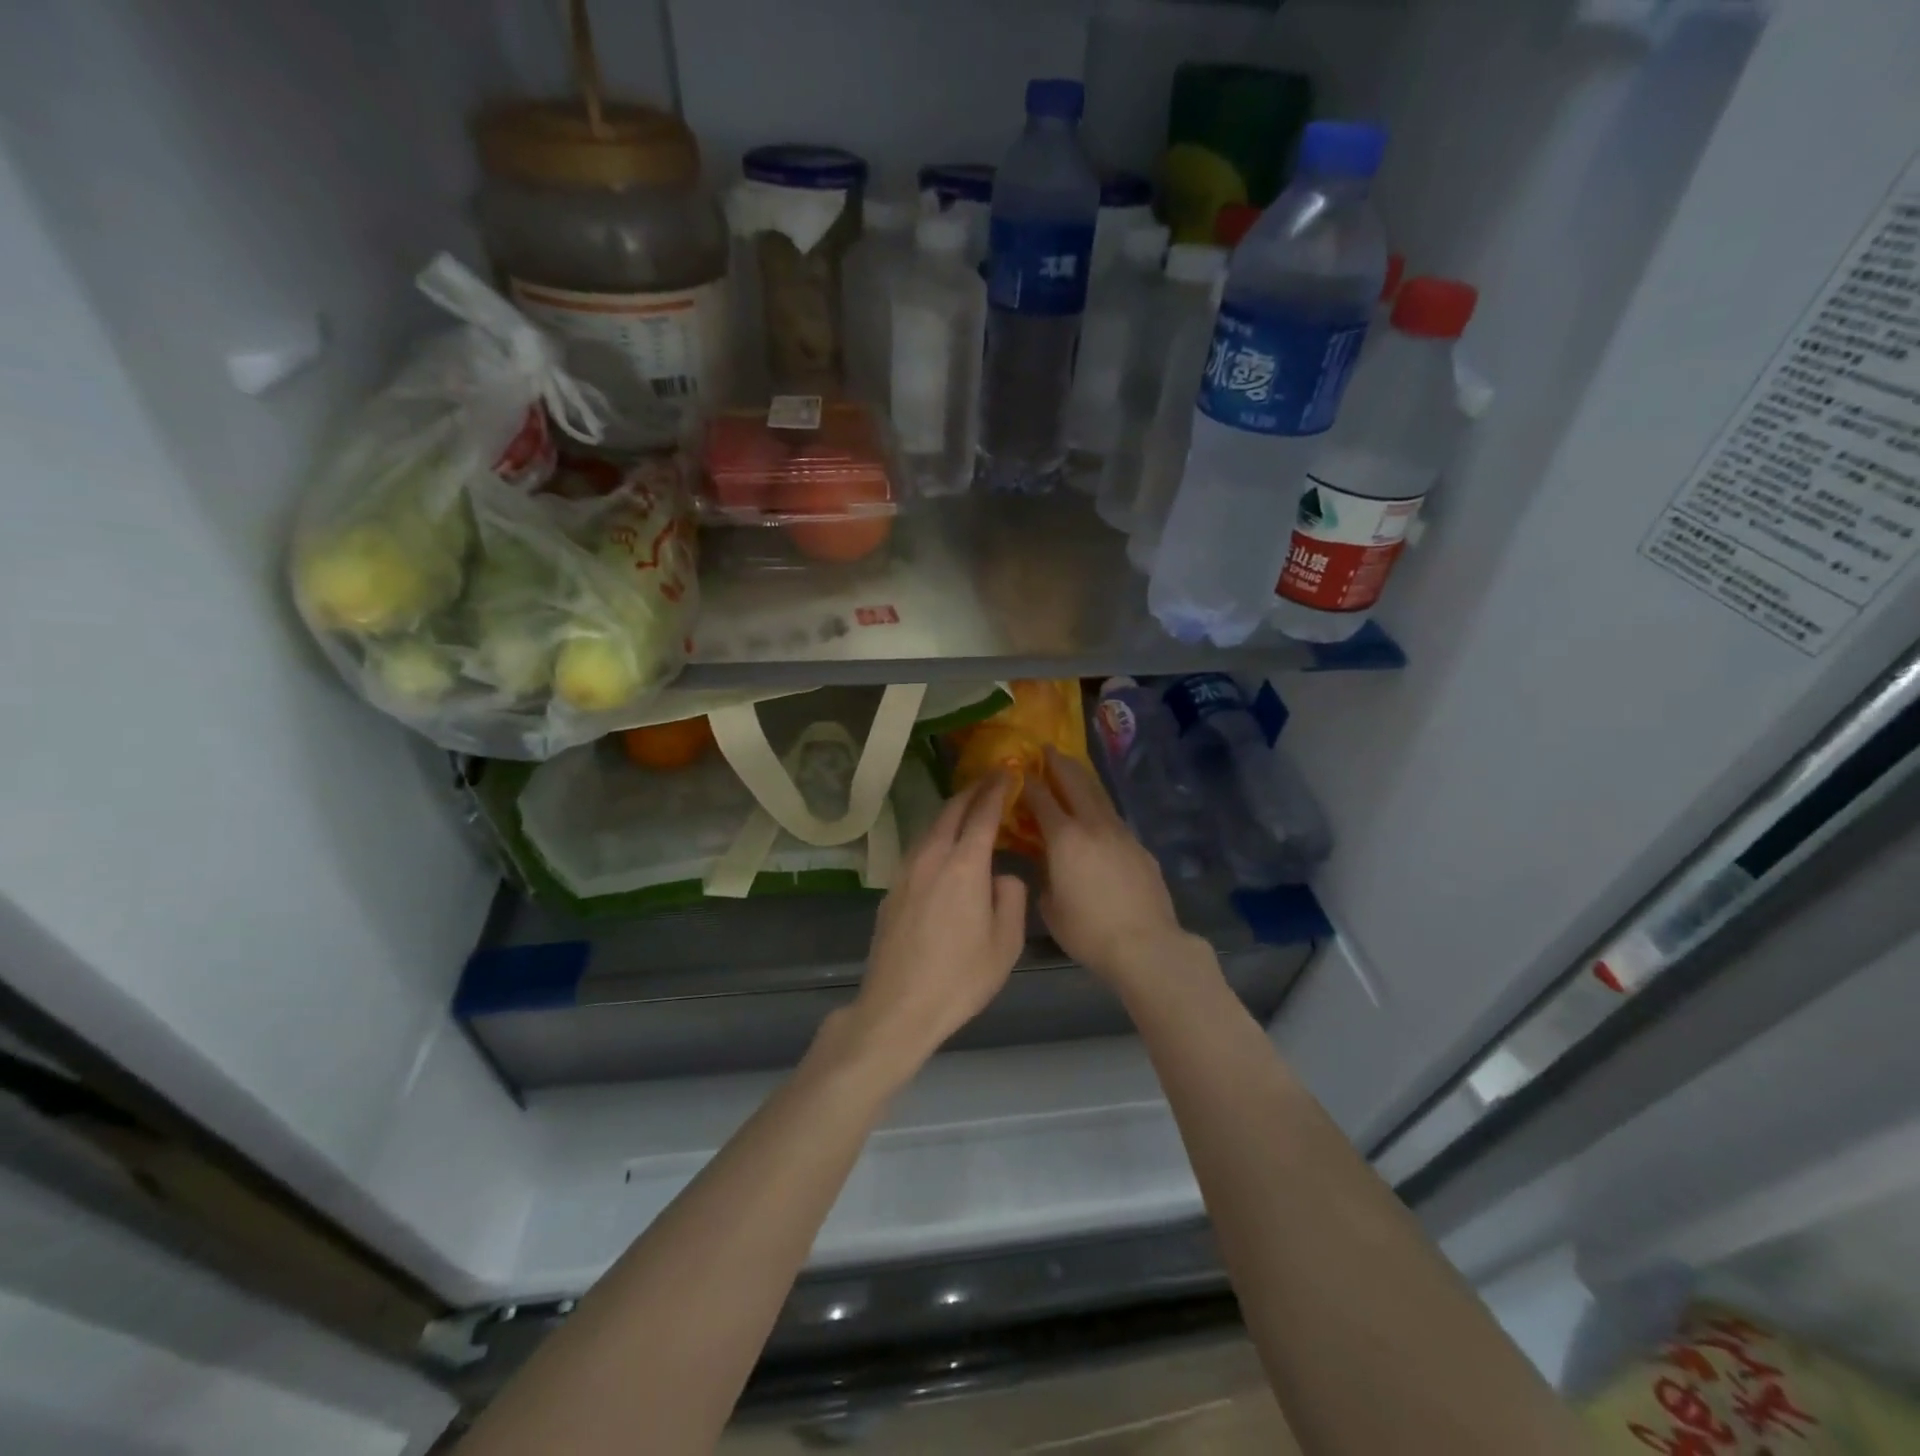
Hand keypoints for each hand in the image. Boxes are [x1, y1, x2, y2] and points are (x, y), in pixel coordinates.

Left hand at [843, 774, 1028, 1076]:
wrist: (898, 1007)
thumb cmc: (960, 978)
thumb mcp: (1006, 943)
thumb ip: (1010, 898)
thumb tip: (1001, 876)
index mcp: (964, 866)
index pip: (983, 814)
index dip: (997, 789)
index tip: (1008, 771)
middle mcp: (932, 858)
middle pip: (950, 811)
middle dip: (972, 792)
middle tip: (989, 781)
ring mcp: (906, 872)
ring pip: (930, 828)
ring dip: (951, 812)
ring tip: (968, 809)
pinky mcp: (891, 890)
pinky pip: (918, 849)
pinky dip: (936, 836)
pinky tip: (943, 848)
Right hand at [1025, 748, 1192, 988]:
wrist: (1145, 944)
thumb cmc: (1088, 931)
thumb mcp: (1050, 906)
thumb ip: (1044, 874)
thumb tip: (1047, 860)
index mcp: (1065, 838)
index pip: (1041, 798)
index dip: (1028, 781)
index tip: (1018, 769)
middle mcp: (1093, 825)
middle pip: (1074, 782)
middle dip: (1058, 763)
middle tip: (1046, 748)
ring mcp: (1120, 833)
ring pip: (1098, 795)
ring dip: (1082, 778)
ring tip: (1071, 768)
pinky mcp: (1139, 846)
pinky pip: (1113, 817)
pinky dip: (1099, 805)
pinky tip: (1095, 813)